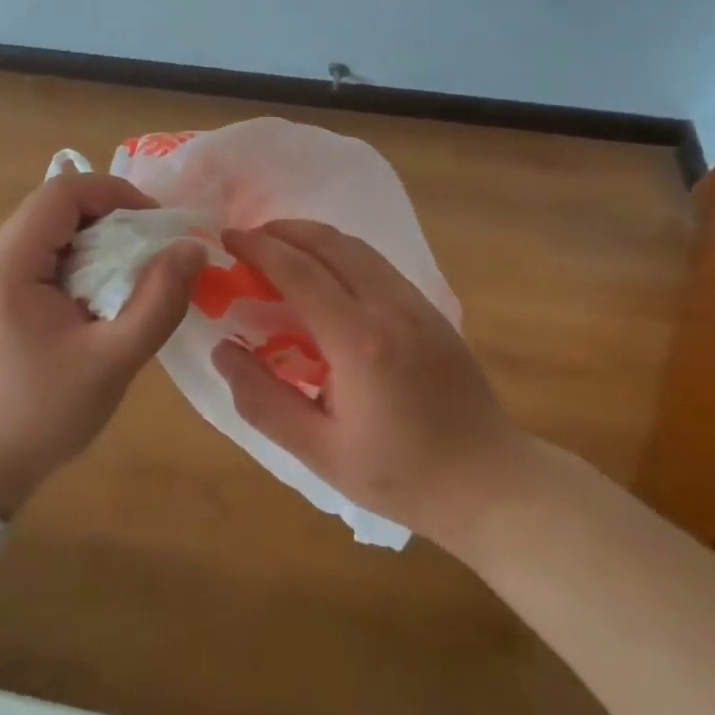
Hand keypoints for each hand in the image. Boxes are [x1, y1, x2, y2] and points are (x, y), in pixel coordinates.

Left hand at [0, 173, 204, 515]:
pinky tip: (104, 299)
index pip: (66, 190)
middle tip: (156, 255)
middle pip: (59, 206)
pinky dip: (82, 264)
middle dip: (115, 219)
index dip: (118, 194)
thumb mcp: (111, 359)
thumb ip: (158, 300)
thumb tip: (192, 248)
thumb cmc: (39, 413)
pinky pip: (45, 257)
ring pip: (55, 230)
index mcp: (8, 259)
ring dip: (101, 243)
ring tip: (136, 278)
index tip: (159, 226)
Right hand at [213, 219, 527, 548]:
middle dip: (283, 230)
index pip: (300, 272)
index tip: (227, 238)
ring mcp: (417, 303)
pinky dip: (340, 253)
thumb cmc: (402, 476)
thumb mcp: (320, 452)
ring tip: (279, 247)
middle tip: (248, 238)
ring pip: (357, 247)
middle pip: (330, 243)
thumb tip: (222, 352)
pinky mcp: (432, 309)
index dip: (259, 248)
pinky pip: (377, 263)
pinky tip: (324, 273)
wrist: (491, 484)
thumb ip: (264, 401)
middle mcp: (390, 307)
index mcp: (360, 342)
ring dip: (313, 237)